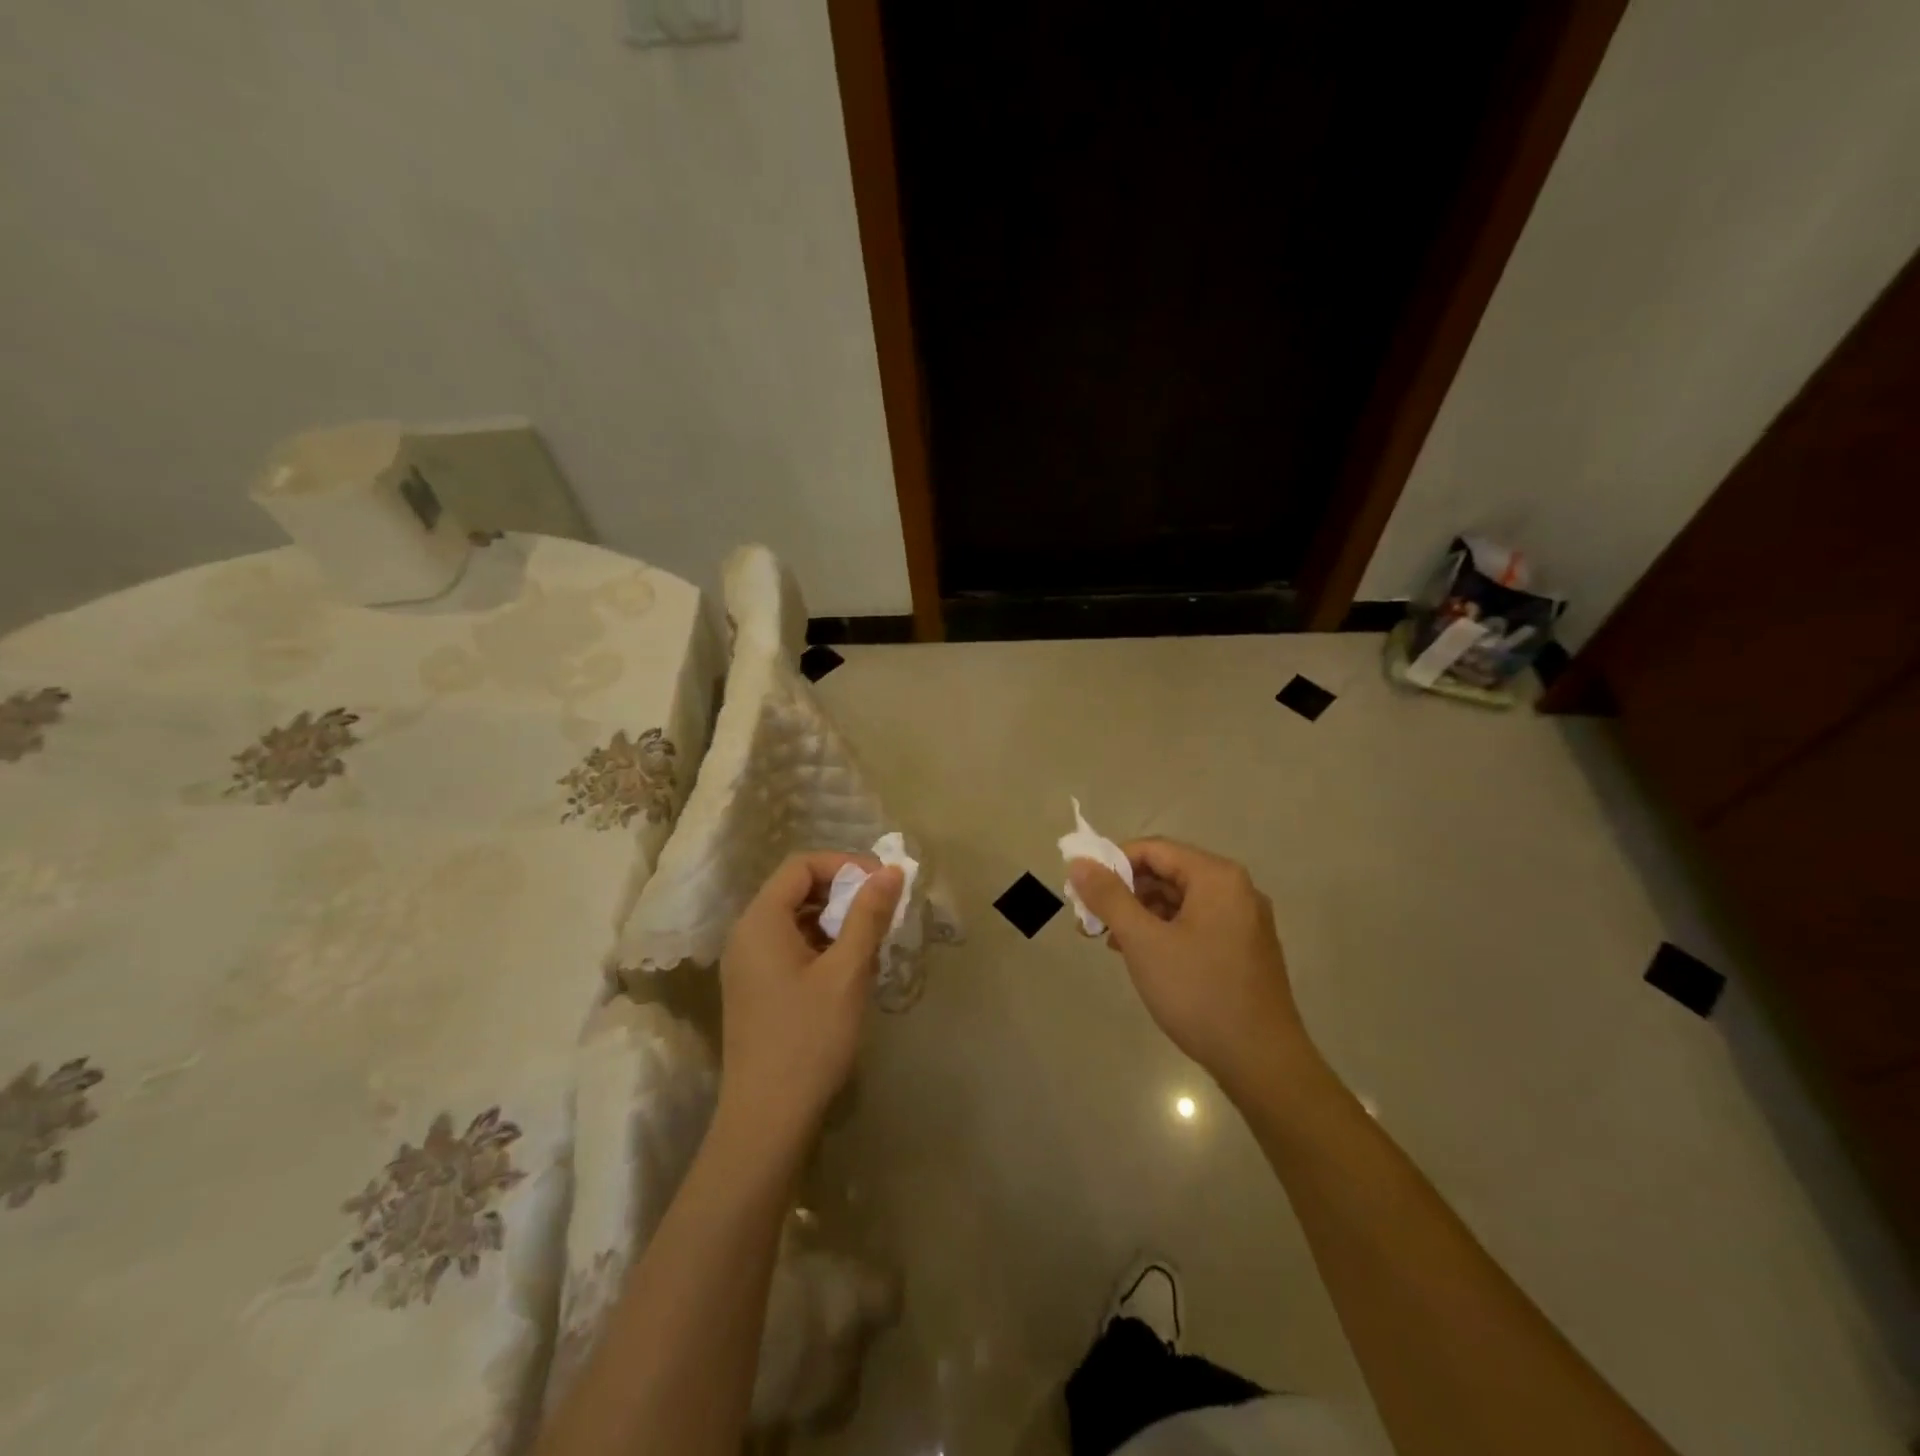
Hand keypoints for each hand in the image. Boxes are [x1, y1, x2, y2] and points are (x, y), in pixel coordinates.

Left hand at [716, 852, 903, 1156]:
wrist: (767, 1118)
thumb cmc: (809, 1038)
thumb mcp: (847, 971)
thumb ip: (868, 915)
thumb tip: (892, 871)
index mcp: (760, 921)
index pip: (801, 865)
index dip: (845, 865)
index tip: (883, 884)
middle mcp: (746, 935)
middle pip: (796, 889)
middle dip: (843, 892)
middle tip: (882, 912)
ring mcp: (747, 964)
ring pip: (795, 920)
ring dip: (835, 920)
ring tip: (871, 942)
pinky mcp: (755, 989)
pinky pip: (790, 947)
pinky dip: (822, 945)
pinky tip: (850, 970)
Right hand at [1069, 840, 1319, 1102]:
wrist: (1262, 1062)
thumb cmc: (1198, 992)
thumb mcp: (1143, 942)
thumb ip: (1109, 897)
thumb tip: (1079, 862)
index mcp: (1217, 877)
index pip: (1153, 849)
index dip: (1112, 863)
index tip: (1082, 890)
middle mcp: (1236, 890)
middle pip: (1167, 873)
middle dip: (1124, 892)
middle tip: (1090, 919)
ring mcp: (1244, 921)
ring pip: (1180, 901)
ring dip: (1141, 914)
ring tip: (1109, 941)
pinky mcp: (1244, 949)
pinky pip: (1196, 924)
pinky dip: (1164, 932)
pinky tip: (1141, 956)